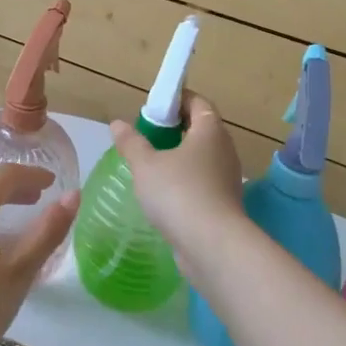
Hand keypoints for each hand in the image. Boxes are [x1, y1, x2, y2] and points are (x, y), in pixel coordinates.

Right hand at [111, 92, 246, 264]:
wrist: (213, 246)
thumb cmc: (179, 193)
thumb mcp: (145, 165)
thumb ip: (131, 142)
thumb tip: (117, 124)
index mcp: (210, 131)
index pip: (197, 102)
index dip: (176, 99)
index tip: (153, 107)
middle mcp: (224, 150)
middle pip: (201, 129)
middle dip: (175, 129)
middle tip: (147, 135)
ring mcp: (227, 179)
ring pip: (201, 158)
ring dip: (179, 157)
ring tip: (150, 165)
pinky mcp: (224, 204)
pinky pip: (203, 182)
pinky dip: (185, 181)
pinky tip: (163, 193)